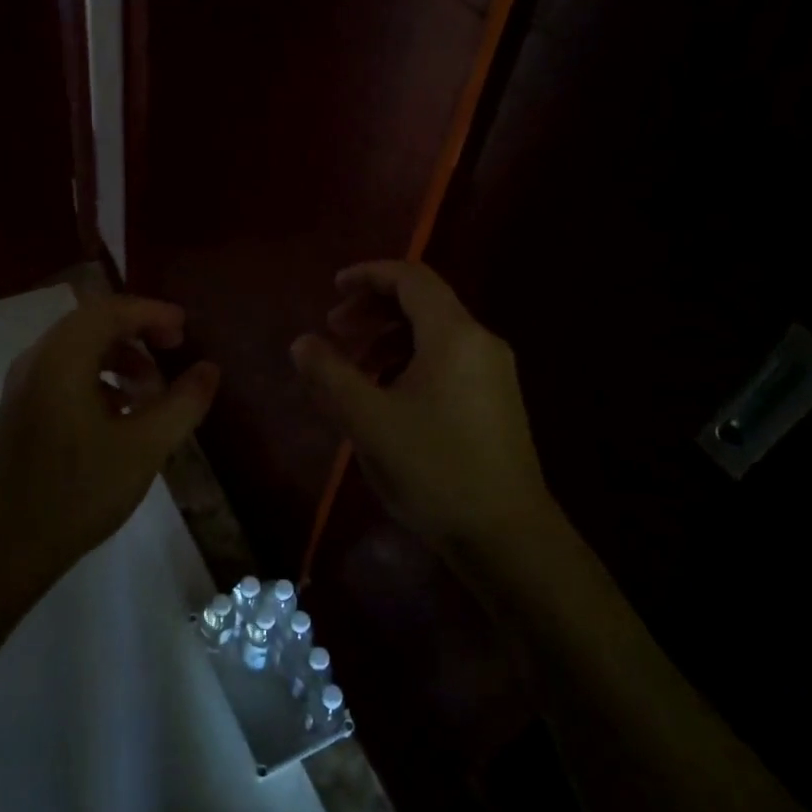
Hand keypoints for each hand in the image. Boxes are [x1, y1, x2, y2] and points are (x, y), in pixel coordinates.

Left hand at [0, 295, 219, 603]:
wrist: (4, 547)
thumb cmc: (77, 492)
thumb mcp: (144, 448)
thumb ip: (182, 404)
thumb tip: (209, 369)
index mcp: (61, 359)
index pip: (111, 310)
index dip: (153, 313)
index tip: (186, 330)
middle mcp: (36, 360)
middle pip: (92, 323)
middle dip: (138, 332)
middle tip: (175, 351)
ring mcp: (23, 385)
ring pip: (78, 348)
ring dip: (119, 358)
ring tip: (152, 392)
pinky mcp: (20, 409)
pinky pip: (64, 372)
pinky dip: (98, 377)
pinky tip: (120, 414)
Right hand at [291, 261, 553, 555]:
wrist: (508, 537)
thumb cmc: (434, 469)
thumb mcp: (368, 420)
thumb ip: (330, 374)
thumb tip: (302, 343)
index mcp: (454, 335)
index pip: (410, 278)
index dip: (368, 275)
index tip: (332, 289)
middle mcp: (480, 343)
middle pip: (423, 303)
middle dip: (373, 310)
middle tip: (335, 331)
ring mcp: (494, 373)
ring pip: (435, 335)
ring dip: (389, 339)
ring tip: (353, 369)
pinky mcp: (496, 402)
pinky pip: (447, 362)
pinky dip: (410, 362)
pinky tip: (386, 397)